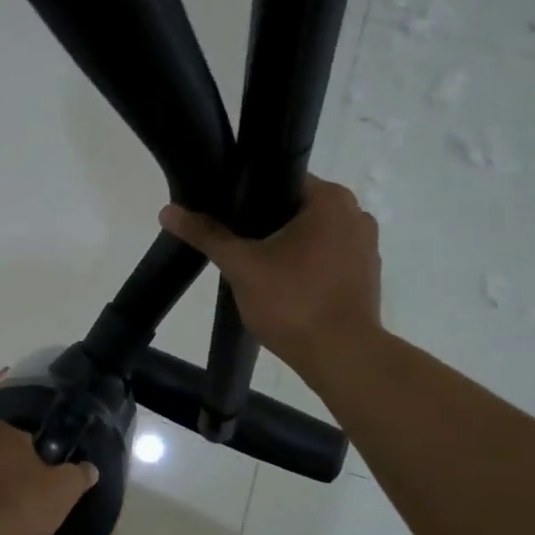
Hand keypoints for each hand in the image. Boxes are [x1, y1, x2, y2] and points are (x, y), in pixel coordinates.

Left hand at [0, 422, 98, 534]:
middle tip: (38, 515)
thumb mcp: (65, 489)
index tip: (51, 488)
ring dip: (7, 512)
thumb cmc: (21, 504)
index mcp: (2, 433)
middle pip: (9, 467)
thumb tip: (89, 469)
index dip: (43, 464)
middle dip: (24, 491)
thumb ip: (79, 475)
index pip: (27, 440)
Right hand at [160, 174, 381, 381]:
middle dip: (265, 225)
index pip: (280, 178)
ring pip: (313, 236)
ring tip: (255, 268)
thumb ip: (207, 235)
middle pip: (296, 208)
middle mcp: (355, 213)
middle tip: (235, 245)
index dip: (247, 194)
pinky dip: (307, 267)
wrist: (341, 356)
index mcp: (330, 199)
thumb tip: (168, 211)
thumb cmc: (293, 302)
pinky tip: (285, 287)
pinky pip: (328, 259)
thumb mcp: (241, 265)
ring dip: (286, 247)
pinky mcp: (367, 275)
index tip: (225, 215)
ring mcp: (366, 246)